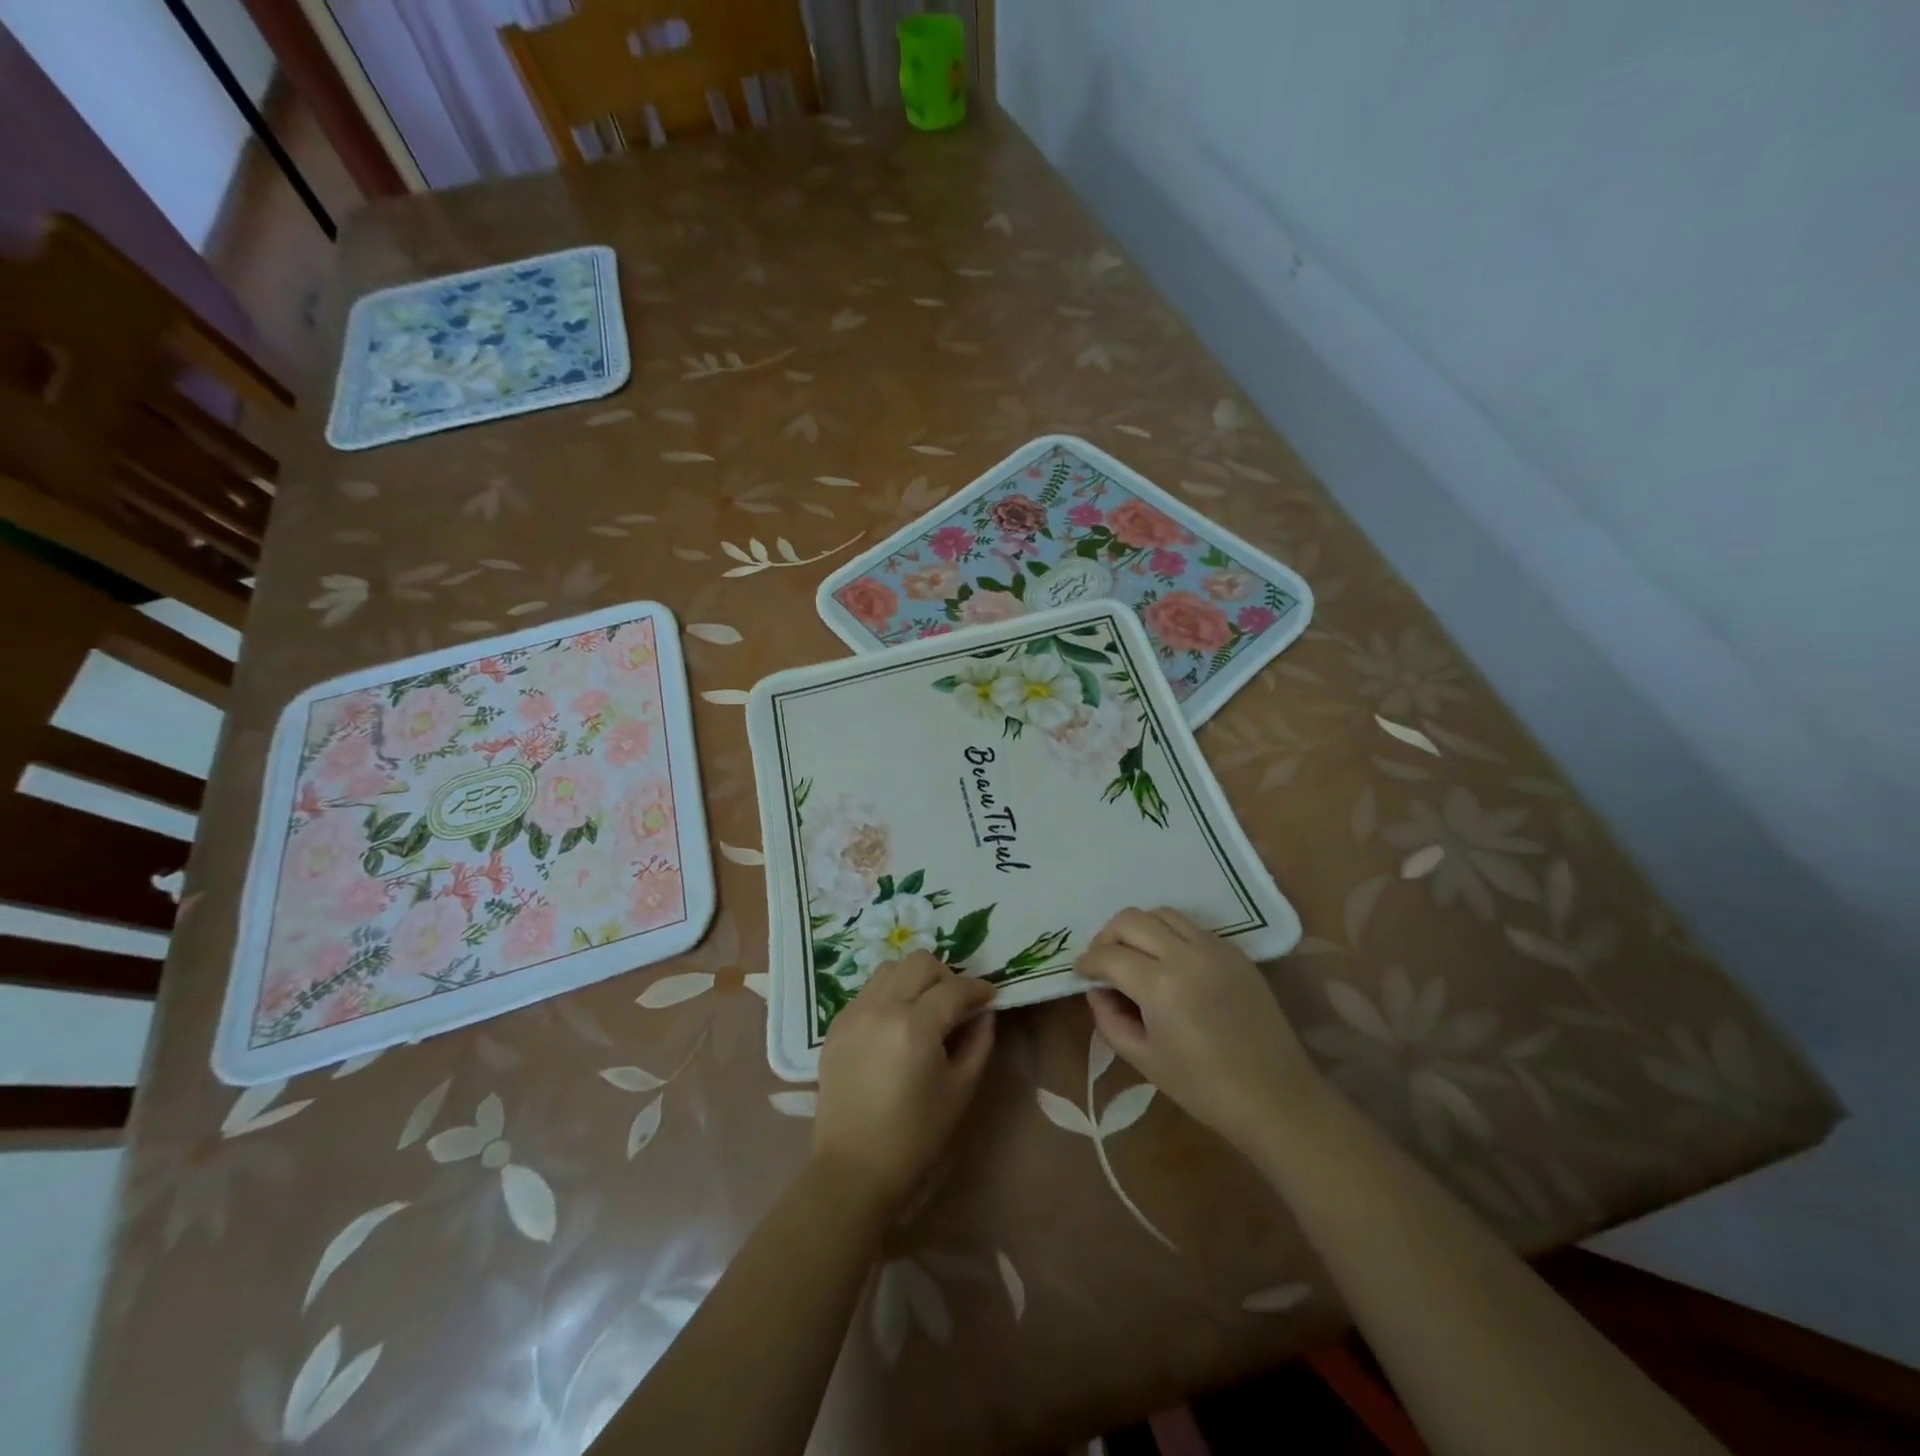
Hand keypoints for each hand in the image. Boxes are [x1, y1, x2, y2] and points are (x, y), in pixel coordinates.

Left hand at [814, 951, 995, 1214]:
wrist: (854, 1169)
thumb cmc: (916, 1136)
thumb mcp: (960, 1090)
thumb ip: (978, 1041)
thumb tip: (984, 1011)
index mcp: (916, 1026)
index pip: (955, 987)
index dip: (978, 989)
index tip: (990, 998)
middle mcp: (882, 1007)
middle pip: (920, 962)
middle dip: (946, 976)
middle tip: (956, 1004)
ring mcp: (854, 1013)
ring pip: (891, 968)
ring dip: (914, 979)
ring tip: (923, 1009)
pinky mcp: (836, 1025)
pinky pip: (868, 990)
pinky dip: (889, 994)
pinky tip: (896, 1024)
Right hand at [1078, 907, 1325, 1152]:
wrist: (1276, 1098)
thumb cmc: (1204, 1089)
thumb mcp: (1144, 1060)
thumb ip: (1109, 1020)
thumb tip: (1098, 990)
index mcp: (1160, 986)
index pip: (1109, 956)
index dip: (1087, 963)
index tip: (1080, 973)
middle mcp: (1186, 955)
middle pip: (1132, 920)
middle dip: (1108, 936)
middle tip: (1103, 962)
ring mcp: (1215, 948)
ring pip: (1162, 913)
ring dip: (1139, 928)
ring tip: (1134, 955)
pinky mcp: (1236, 952)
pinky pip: (1191, 927)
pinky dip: (1169, 934)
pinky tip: (1168, 962)